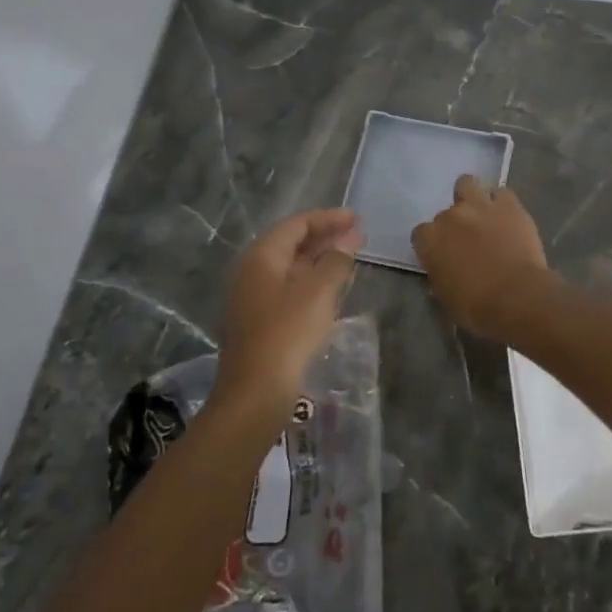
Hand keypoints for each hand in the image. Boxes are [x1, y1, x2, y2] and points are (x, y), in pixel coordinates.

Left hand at [216, 209, 363, 416]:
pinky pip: (291, 288)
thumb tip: (347, 241)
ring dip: (321, 260)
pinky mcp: (261, 321)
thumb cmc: (288, 333)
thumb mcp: (318, 292)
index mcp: (263, 257)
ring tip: (351, 258)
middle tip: (358, 236)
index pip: (297, 224)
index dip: (328, 218)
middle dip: (326, 237)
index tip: (356, 219)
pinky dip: (313, 281)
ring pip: (292, 267)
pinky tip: (333, 288)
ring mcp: (255, 298)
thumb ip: (336, 261)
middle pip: (292, 244)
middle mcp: (254, 271)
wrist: (255, 393)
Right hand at [411, 175, 553, 341]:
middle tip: (469, 240)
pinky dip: (503, 203)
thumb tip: (444, 268)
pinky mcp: (509, 205)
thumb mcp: (445, 296)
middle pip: (446, 212)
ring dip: (473, 197)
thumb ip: (440, 273)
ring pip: (468, 184)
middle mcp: (451, 216)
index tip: (443, 256)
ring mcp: (480, 206)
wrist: (517, 297)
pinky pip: (502, 194)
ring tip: (484, 214)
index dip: (432, 244)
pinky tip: (508, 217)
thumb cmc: (476, 306)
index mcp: (430, 239)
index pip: (421, 233)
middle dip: (455, 224)